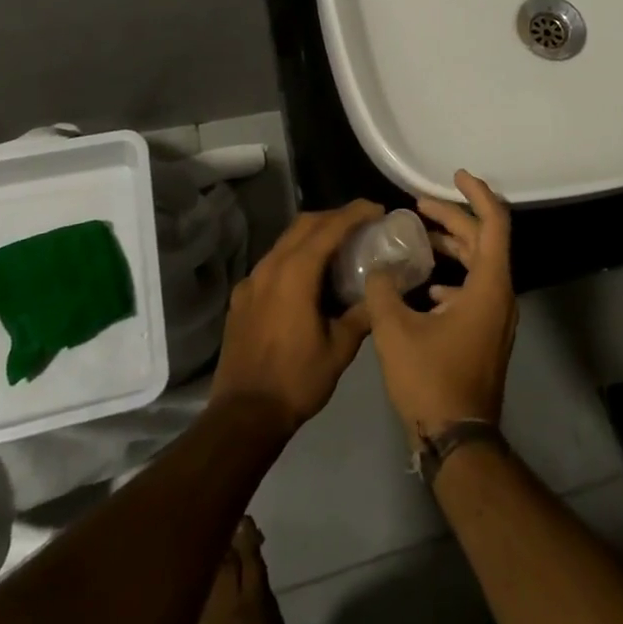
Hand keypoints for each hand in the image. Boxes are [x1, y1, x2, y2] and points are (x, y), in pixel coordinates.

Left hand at [211, 200, 383, 437]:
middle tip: (361, 224)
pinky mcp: (241, 297)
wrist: (244, 415)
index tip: (377, 209)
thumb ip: (361, 314)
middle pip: (304, 224)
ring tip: (338, 248)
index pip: (329, 227)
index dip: (355, 213)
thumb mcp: (340, 349)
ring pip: (285, 241)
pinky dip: (294, 257)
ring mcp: (251, 281)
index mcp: (296, 273)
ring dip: (313, 235)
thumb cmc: (297, 380)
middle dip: (334, 217)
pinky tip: (307, 279)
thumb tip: (381, 292)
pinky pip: (272, 263)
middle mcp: (270, 267)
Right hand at [363, 171, 516, 446]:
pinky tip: (424, 286)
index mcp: (490, 285)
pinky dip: (452, 277)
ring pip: (479, 265)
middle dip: (452, 218)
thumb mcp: (395, 331)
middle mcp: (500, 295)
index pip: (494, 222)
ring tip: (418, 237)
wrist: (459, 442)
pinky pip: (474, 290)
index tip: (454, 175)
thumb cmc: (432, 381)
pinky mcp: (486, 334)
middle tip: (418, 205)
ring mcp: (496, 317)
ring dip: (452, 246)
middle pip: (483, 240)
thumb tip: (378, 266)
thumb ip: (382, 289)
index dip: (476, 193)